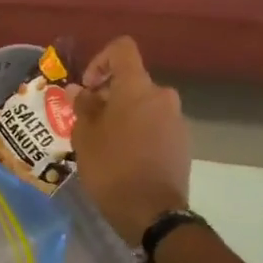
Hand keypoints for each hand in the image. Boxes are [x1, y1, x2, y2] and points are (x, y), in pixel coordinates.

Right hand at [71, 37, 191, 245]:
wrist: (153, 213)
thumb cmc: (112, 168)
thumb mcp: (85, 136)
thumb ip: (82, 107)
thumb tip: (79, 91)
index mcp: (138, 87)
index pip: (122, 49)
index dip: (100, 60)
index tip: (88, 87)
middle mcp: (162, 96)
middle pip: (132, 81)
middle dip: (109, 95)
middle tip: (89, 121)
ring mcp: (177, 120)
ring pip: (144, 105)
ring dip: (124, 115)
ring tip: (105, 142)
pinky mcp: (183, 143)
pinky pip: (156, 125)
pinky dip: (140, 131)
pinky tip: (125, 157)